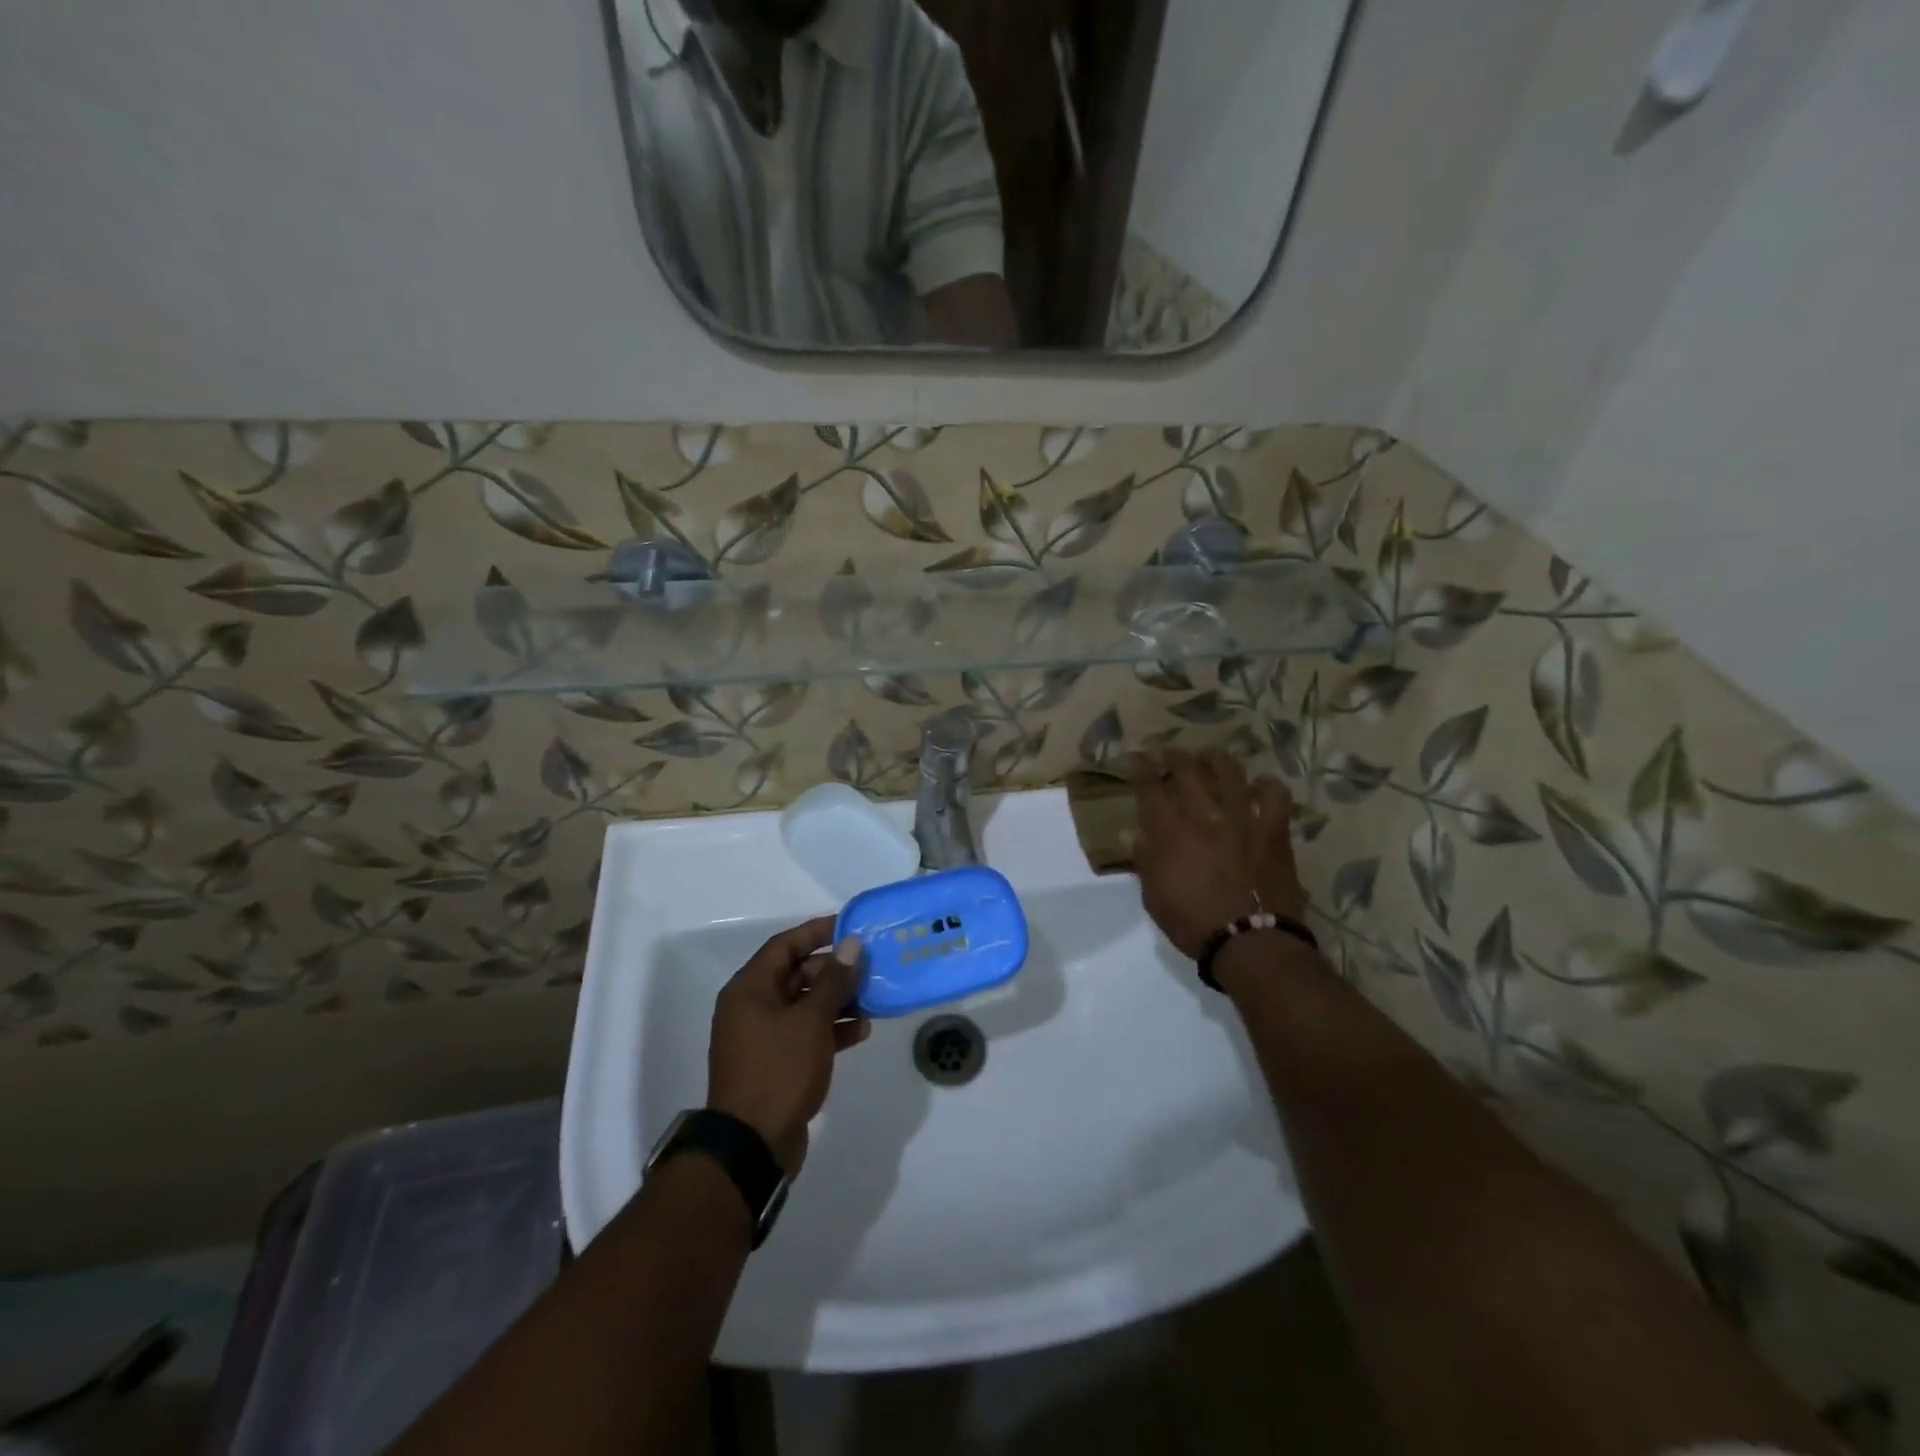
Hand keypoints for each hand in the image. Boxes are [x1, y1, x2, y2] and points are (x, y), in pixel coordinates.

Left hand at [707, 917, 870, 1174]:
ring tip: (872, 997)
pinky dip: (831, 1029)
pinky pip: (806, 1033)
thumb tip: (851, 944)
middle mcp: (752, 1007)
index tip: (850, 926)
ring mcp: (763, 1037)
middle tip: (868, 966)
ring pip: (804, 1005)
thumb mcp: (811, 1021)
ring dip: (837, 1000)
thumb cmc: (779, 1071)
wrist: (752, 1145)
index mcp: (750, 989)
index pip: (785, 945)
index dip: (817, 932)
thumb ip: (834, 980)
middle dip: (833, 969)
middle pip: (796, 974)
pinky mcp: (776, 1063)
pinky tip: (861, 1031)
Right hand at [1127, 750, 1305, 958]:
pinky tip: (1259, 785)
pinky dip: (1266, 786)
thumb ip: (1145, 860)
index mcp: (1169, 831)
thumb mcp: (1154, 896)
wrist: (1249, 942)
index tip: (1133, 759)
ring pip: (1229, 771)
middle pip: (1186, 769)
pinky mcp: (1273, 830)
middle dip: (1174, 756)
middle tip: (1169, 754)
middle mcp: (1204, 815)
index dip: (1138, 767)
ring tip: (1210, 757)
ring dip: (1216, 760)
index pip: (1148, 786)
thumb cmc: (1193, 922)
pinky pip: (1274, 795)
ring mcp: (1242, 818)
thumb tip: (1136, 836)